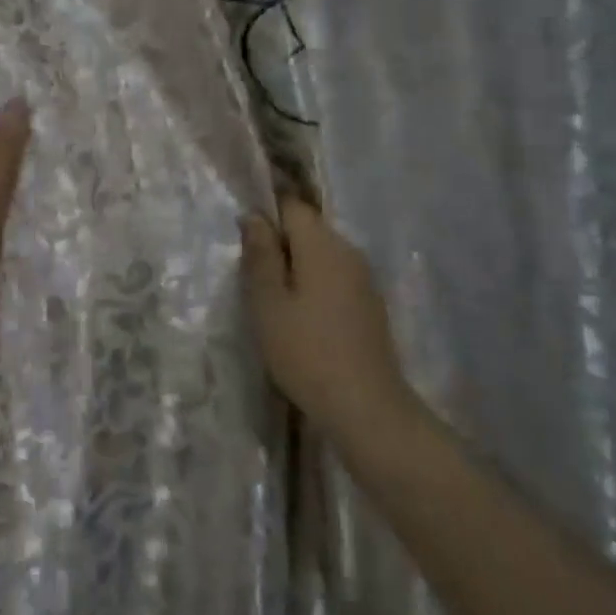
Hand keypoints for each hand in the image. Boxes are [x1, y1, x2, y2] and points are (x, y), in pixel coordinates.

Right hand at [241, 196, 410, 442]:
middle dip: (279, 243)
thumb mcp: (268, 302)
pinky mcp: (370, 305)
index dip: (266, 214)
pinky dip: (315, 286)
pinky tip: (302, 319)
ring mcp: (364, 279)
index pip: (292, 205)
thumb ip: (259, 255)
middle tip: (253, 278)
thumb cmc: (306, 351)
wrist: (366, 408)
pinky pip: (336, 278)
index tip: (245, 242)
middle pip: (308, 228)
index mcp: (323, 244)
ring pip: (322, 255)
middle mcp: (349, 251)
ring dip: (296, 267)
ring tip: (274, 301)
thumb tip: (254, 216)